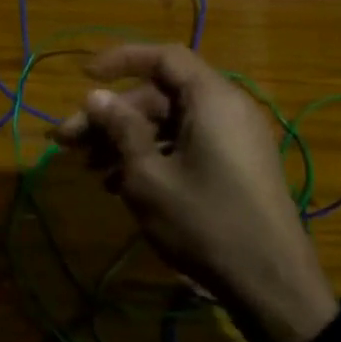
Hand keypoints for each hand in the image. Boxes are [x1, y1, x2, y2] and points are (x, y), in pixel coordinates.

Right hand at [56, 45, 337, 341]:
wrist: (271, 283)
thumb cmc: (204, 222)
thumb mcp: (149, 176)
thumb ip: (120, 129)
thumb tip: (96, 96)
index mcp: (212, 99)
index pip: (163, 58)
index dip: (120, 60)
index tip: (83, 78)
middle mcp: (227, 109)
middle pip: (161, 96)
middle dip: (112, 116)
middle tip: (69, 143)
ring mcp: (234, 140)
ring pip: (170, 125)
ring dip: (127, 141)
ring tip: (90, 170)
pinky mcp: (235, 167)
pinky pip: (187, 146)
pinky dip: (153, 157)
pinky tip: (119, 185)